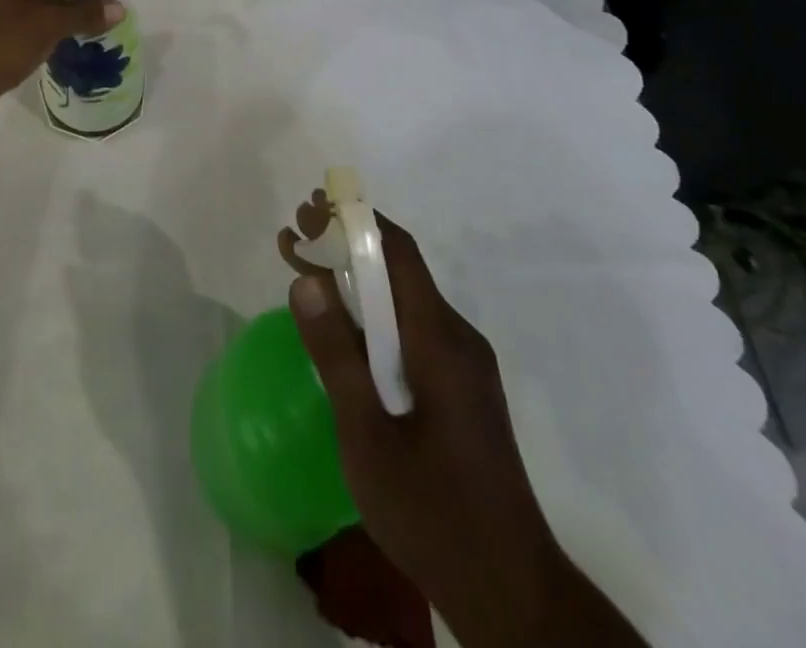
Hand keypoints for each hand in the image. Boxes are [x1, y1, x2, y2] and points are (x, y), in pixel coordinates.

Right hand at [280, 199, 643, 645]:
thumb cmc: (433, 513)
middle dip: (344, 246)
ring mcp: (465, 365)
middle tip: (292, 239)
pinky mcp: (462, 390)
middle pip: (399, 270)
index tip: (306, 211)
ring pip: (404, 302)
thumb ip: (336, 354)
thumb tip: (306, 279)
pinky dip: (371, 316)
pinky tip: (343, 332)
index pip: (397, 252)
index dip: (351, 221)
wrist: (513, 595)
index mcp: (439, 340)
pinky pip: (412, 331)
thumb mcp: (367, 435)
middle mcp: (458, 339)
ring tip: (304, 273)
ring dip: (355, 281)